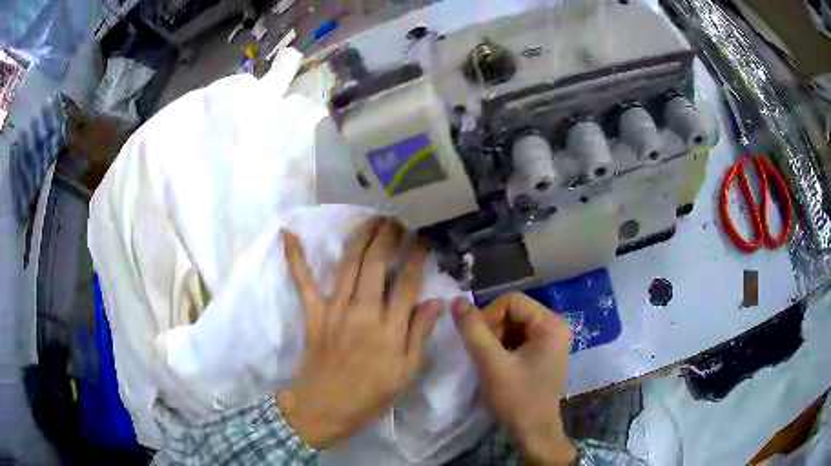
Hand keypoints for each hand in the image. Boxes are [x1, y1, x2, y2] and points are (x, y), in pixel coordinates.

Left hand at [278, 219, 441, 448]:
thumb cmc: (371, 394)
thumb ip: (420, 335)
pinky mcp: (313, 313)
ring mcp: (334, 309)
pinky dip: (295, 257)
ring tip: (371, 219)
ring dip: (360, 237)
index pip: (407, 283)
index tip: (422, 240)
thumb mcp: (407, 372)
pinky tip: (288, 234)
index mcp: (389, 329)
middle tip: (397, 220)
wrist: (326, 407)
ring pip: (348, 264)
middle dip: (387, 237)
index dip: (416, 258)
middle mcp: (363, 312)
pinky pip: (303, 281)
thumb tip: (437, 302)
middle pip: (375, 264)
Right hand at [452, 293, 576, 465]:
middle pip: (513, 313)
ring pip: (512, 326)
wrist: (533, 433)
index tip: (476, 342)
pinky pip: (516, 340)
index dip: (488, 316)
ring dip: (494, 341)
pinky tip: (495, 367)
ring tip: (488, 363)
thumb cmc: (517, 400)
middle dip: (492, 330)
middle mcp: (554, 327)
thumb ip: (474, 331)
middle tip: (481, 355)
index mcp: (550, 325)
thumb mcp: (492, 365)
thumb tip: (456, 300)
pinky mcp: (541, 354)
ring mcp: (549, 342)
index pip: (511, 302)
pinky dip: (501, 349)